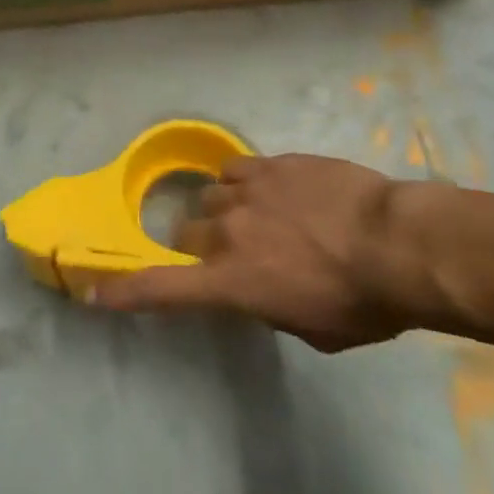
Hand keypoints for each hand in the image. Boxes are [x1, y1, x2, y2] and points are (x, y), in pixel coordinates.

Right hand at [93, 154, 414, 351]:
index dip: (126, 291)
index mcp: (232, 282)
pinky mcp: (268, 164)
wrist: (398, 242)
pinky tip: (266, 189)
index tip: (95, 291)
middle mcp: (226, 232)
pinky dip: (241, 183)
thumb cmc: (362, 302)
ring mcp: (245, 192)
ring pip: (209, 195)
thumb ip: (267, 306)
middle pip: (185, 231)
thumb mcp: (311, 328)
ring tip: (255, 216)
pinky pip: (234, 170)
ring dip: (222, 210)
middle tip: (230, 252)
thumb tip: (255, 287)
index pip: (164, 288)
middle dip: (199, 244)